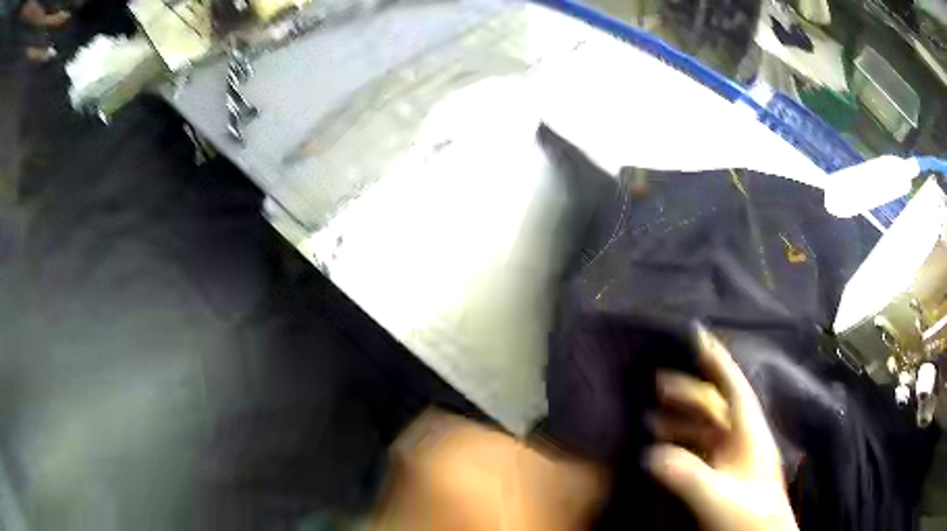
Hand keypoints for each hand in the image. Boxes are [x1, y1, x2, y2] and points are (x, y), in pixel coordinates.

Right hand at [647, 325, 797, 530]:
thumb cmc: (748, 514)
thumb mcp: (718, 496)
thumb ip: (688, 474)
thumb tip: (649, 452)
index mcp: (749, 432)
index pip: (734, 387)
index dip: (718, 360)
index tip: (698, 335)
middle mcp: (742, 438)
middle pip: (715, 406)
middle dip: (688, 392)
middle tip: (656, 383)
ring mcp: (733, 456)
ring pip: (706, 427)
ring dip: (680, 420)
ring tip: (650, 418)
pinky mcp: (724, 472)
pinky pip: (701, 448)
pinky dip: (681, 443)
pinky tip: (663, 449)